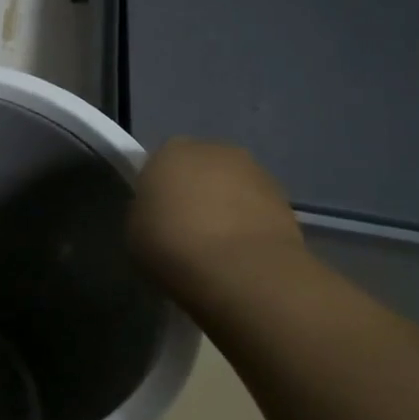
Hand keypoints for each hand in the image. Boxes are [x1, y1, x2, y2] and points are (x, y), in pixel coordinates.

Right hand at [128, 138, 307, 303]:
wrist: (240, 270)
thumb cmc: (172, 245)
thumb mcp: (135, 232)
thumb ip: (145, 213)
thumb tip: (159, 214)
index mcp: (169, 151)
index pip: (159, 164)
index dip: (159, 190)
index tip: (157, 217)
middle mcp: (212, 150)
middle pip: (199, 169)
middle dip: (195, 192)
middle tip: (187, 231)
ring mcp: (253, 171)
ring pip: (231, 186)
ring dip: (226, 207)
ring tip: (218, 247)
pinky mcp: (283, 197)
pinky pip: (256, 208)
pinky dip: (250, 224)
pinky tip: (242, 254)